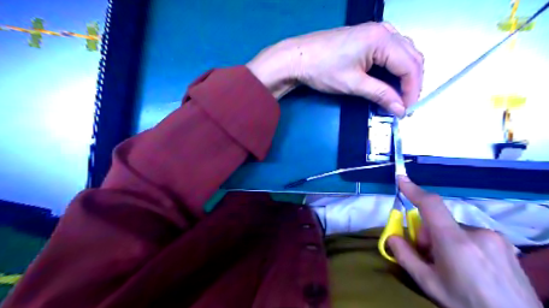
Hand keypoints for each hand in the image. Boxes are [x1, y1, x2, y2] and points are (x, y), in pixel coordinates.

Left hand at [247, 22, 421, 116]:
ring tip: (399, 93)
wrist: (297, 58)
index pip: (409, 66)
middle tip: (404, 103)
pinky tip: (390, 77)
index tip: (406, 109)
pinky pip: (392, 49)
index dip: (412, 90)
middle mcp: (384, 30)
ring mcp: (375, 31)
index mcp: (382, 39)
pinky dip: (395, 65)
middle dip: (411, 81)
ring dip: (405, 73)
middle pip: (411, 56)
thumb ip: (380, 94)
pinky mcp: (366, 36)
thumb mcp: (353, 84)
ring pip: (403, 52)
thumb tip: (400, 109)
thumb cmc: (323, 70)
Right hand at [387, 177, 541, 307]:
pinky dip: (463, 244)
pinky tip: (471, 267)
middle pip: (440, 222)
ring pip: (456, 229)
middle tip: (430, 258)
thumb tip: (391, 237)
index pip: (431, 205)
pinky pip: (472, 235)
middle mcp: (476, 232)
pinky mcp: (504, 243)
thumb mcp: (429, 284)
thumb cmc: (466, 304)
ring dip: (446, 240)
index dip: (414, 190)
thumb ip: (405, 256)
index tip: (401, 178)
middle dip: (429, 235)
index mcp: (455, 241)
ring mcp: (494, 237)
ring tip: (454, 267)